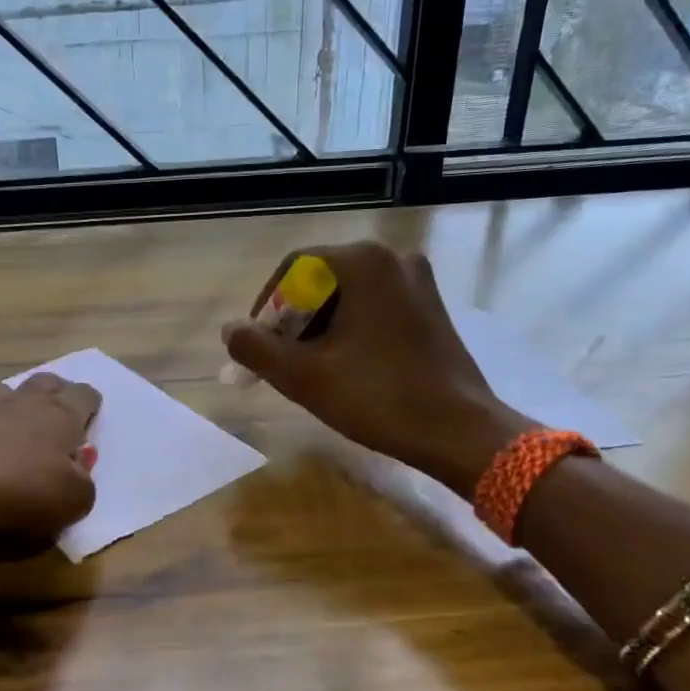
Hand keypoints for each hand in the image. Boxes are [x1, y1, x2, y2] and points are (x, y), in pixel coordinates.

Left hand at [0, 369, 99, 551]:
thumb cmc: (25, 494)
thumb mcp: (76, 498)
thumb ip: (82, 480)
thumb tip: (76, 468)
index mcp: (60, 418)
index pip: (83, 397)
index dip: (90, 403)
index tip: (92, 412)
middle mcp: (21, 405)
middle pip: (44, 384)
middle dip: (54, 390)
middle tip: (58, 403)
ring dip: (7, 396)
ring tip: (10, 404)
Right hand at [222, 243, 533, 494]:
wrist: (458, 431)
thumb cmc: (377, 397)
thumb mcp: (304, 376)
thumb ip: (257, 348)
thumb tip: (231, 330)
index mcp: (363, 262)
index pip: (294, 269)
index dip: (266, 307)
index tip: (257, 346)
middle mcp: (393, 259)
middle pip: (322, 281)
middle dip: (294, 321)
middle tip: (282, 362)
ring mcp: (418, 282)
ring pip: (349, 297)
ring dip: (321, 328)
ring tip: (311, 370)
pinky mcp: (431, 308)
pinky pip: (375, 308)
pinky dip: (351, 331)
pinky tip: (347, 367)